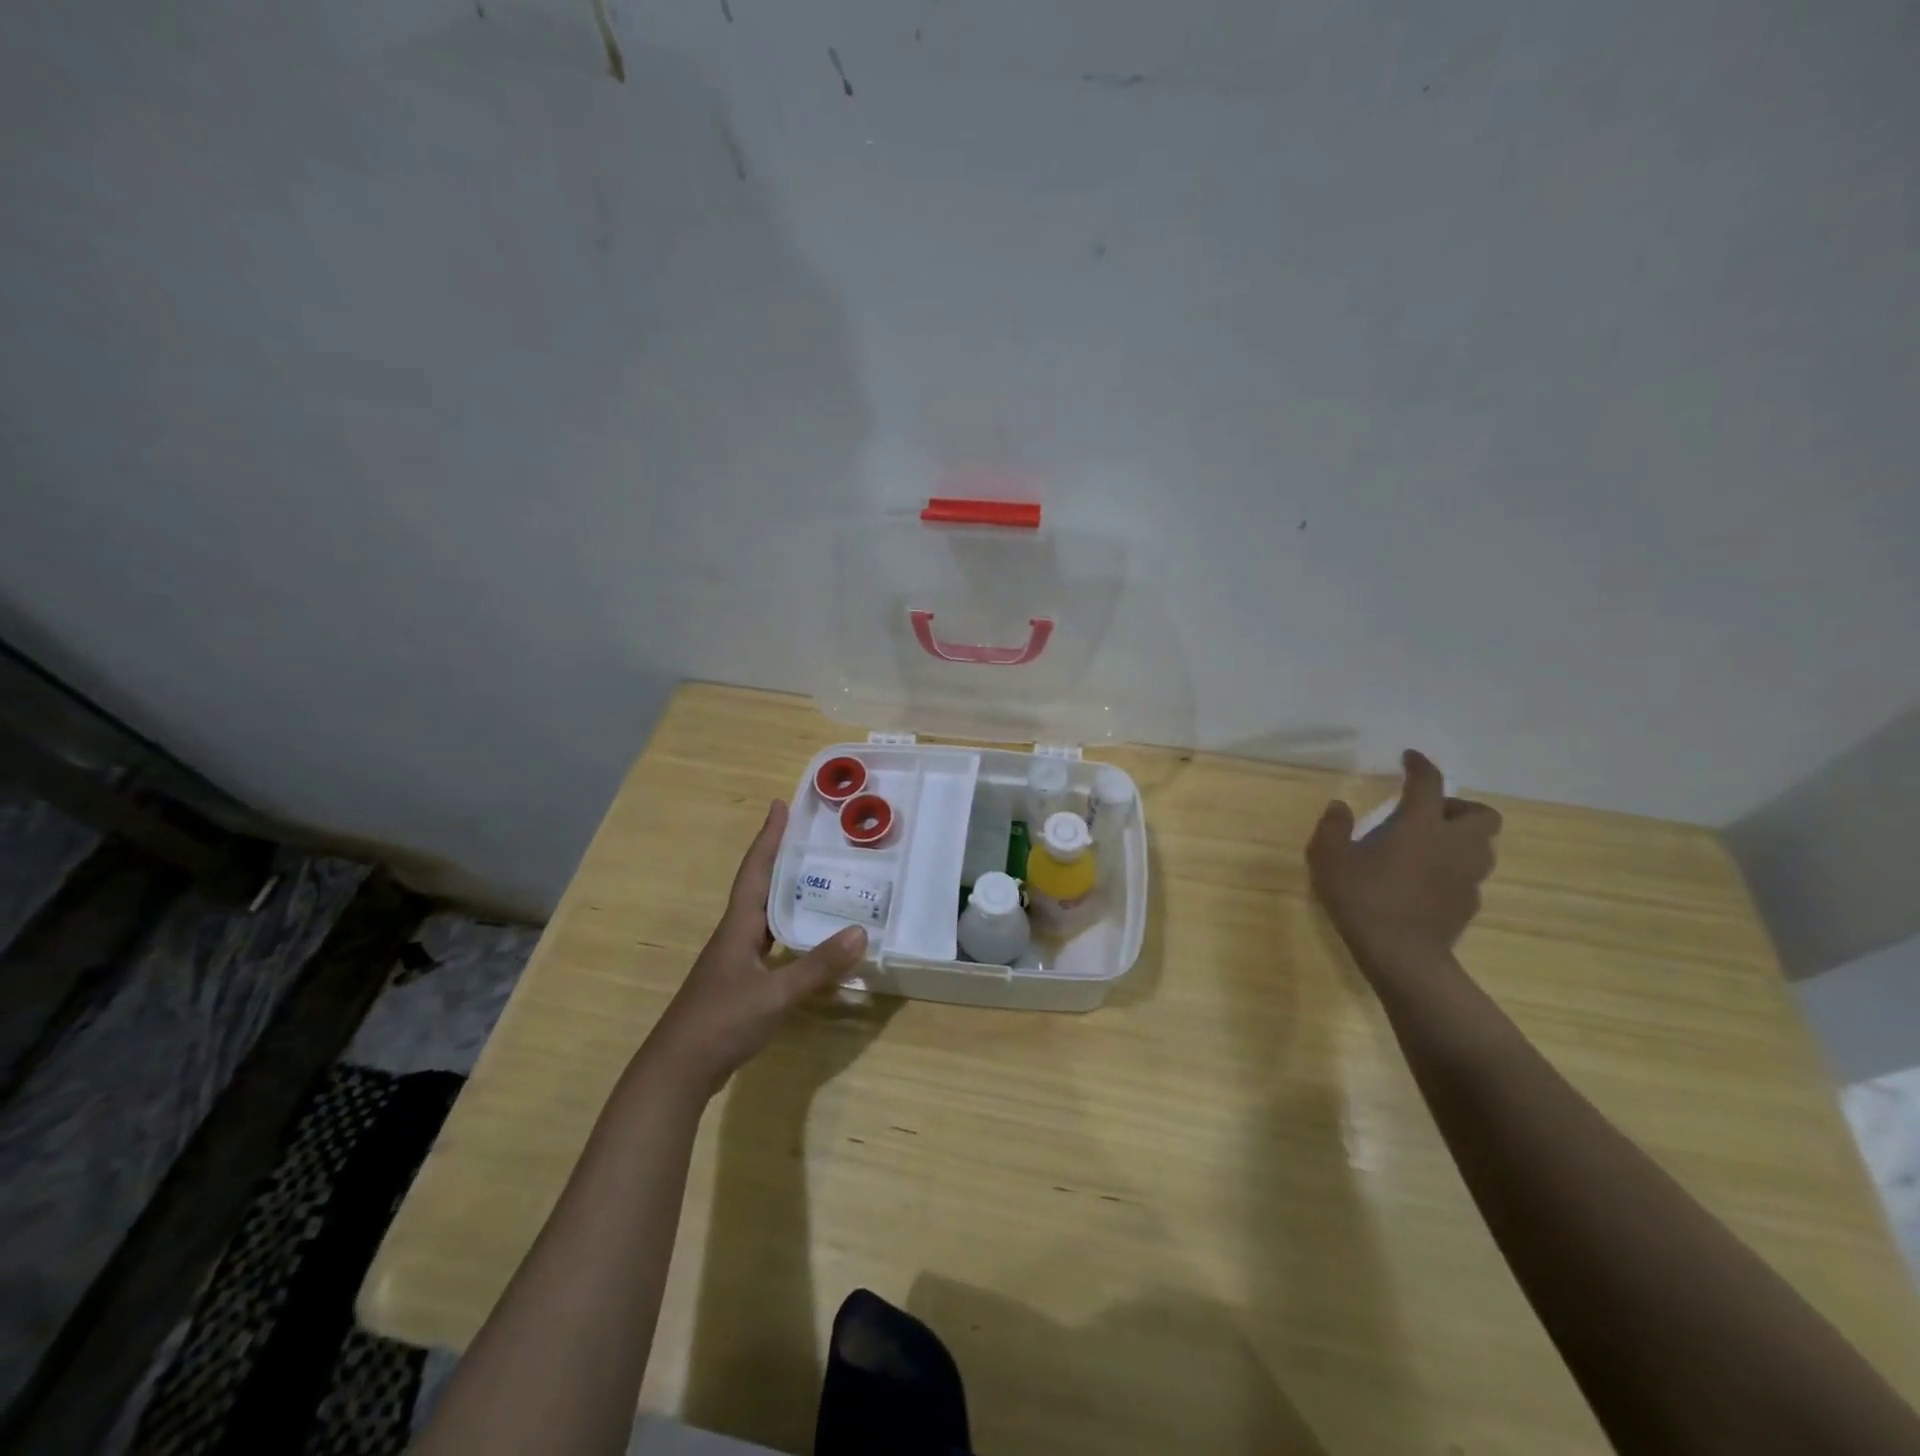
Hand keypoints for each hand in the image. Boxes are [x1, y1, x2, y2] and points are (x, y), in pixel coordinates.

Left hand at [644, 801, 868, 1097]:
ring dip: (786, 892)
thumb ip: (818, 966)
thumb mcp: (776, 994)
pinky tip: (808, 937)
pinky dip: (790, 929)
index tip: (780, 805)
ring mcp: (735, 959)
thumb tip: (861, 932)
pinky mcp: (740, 981)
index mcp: (739, 927)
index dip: (768, 838)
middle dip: (781, 858)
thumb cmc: (721, 1022)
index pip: (755, 871)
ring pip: (765, 914)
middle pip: (759, 886)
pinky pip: (769, 941)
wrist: (678, 1071)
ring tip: (817, 878)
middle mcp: (735, 935)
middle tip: (810, 837)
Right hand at [1307, 750, 1502, 968]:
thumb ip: (1333, 827)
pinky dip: (1454, 870)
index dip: (1420, 765)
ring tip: (1429, 847)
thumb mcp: (1329, 858)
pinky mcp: (1469, 904)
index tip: (1409, 758)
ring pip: (1482, 846)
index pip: (1429, 782)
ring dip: (1461, 839)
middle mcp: (1454, 844)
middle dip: (1459, 808)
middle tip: (1428, 815)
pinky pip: (1470, 876)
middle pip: (1481, 814)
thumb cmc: (1362, 898)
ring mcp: (1467, 876)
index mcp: (1421, 825)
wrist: (1401, 955)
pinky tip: (1427, 881)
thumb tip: (1341, 807)